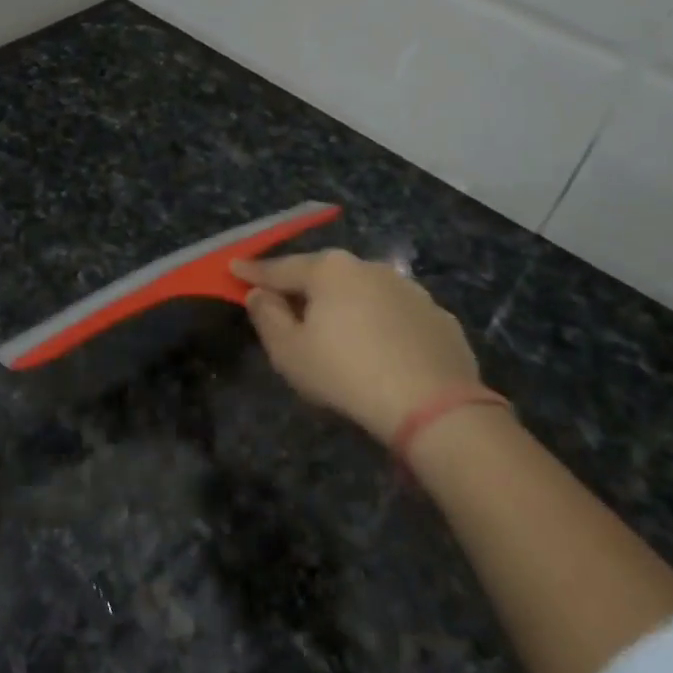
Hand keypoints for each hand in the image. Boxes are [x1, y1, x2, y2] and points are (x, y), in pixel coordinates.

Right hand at [233, 250, 485, 443]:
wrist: (432, 405)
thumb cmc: (345, 373)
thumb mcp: (289, 352)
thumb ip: (267, 317)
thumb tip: (259, 294)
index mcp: (330, 271)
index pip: (281, 268)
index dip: (254, 271)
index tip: (234, 267)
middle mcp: (370, 268)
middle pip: (325, 276)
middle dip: (303, 288)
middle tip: (284, 303)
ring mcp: (410, 290)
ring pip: (364, 293)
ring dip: (345, 306)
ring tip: (337, 332)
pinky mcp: (438, 316)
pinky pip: (396, 316)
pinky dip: (381, 325)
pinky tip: (380, 351)